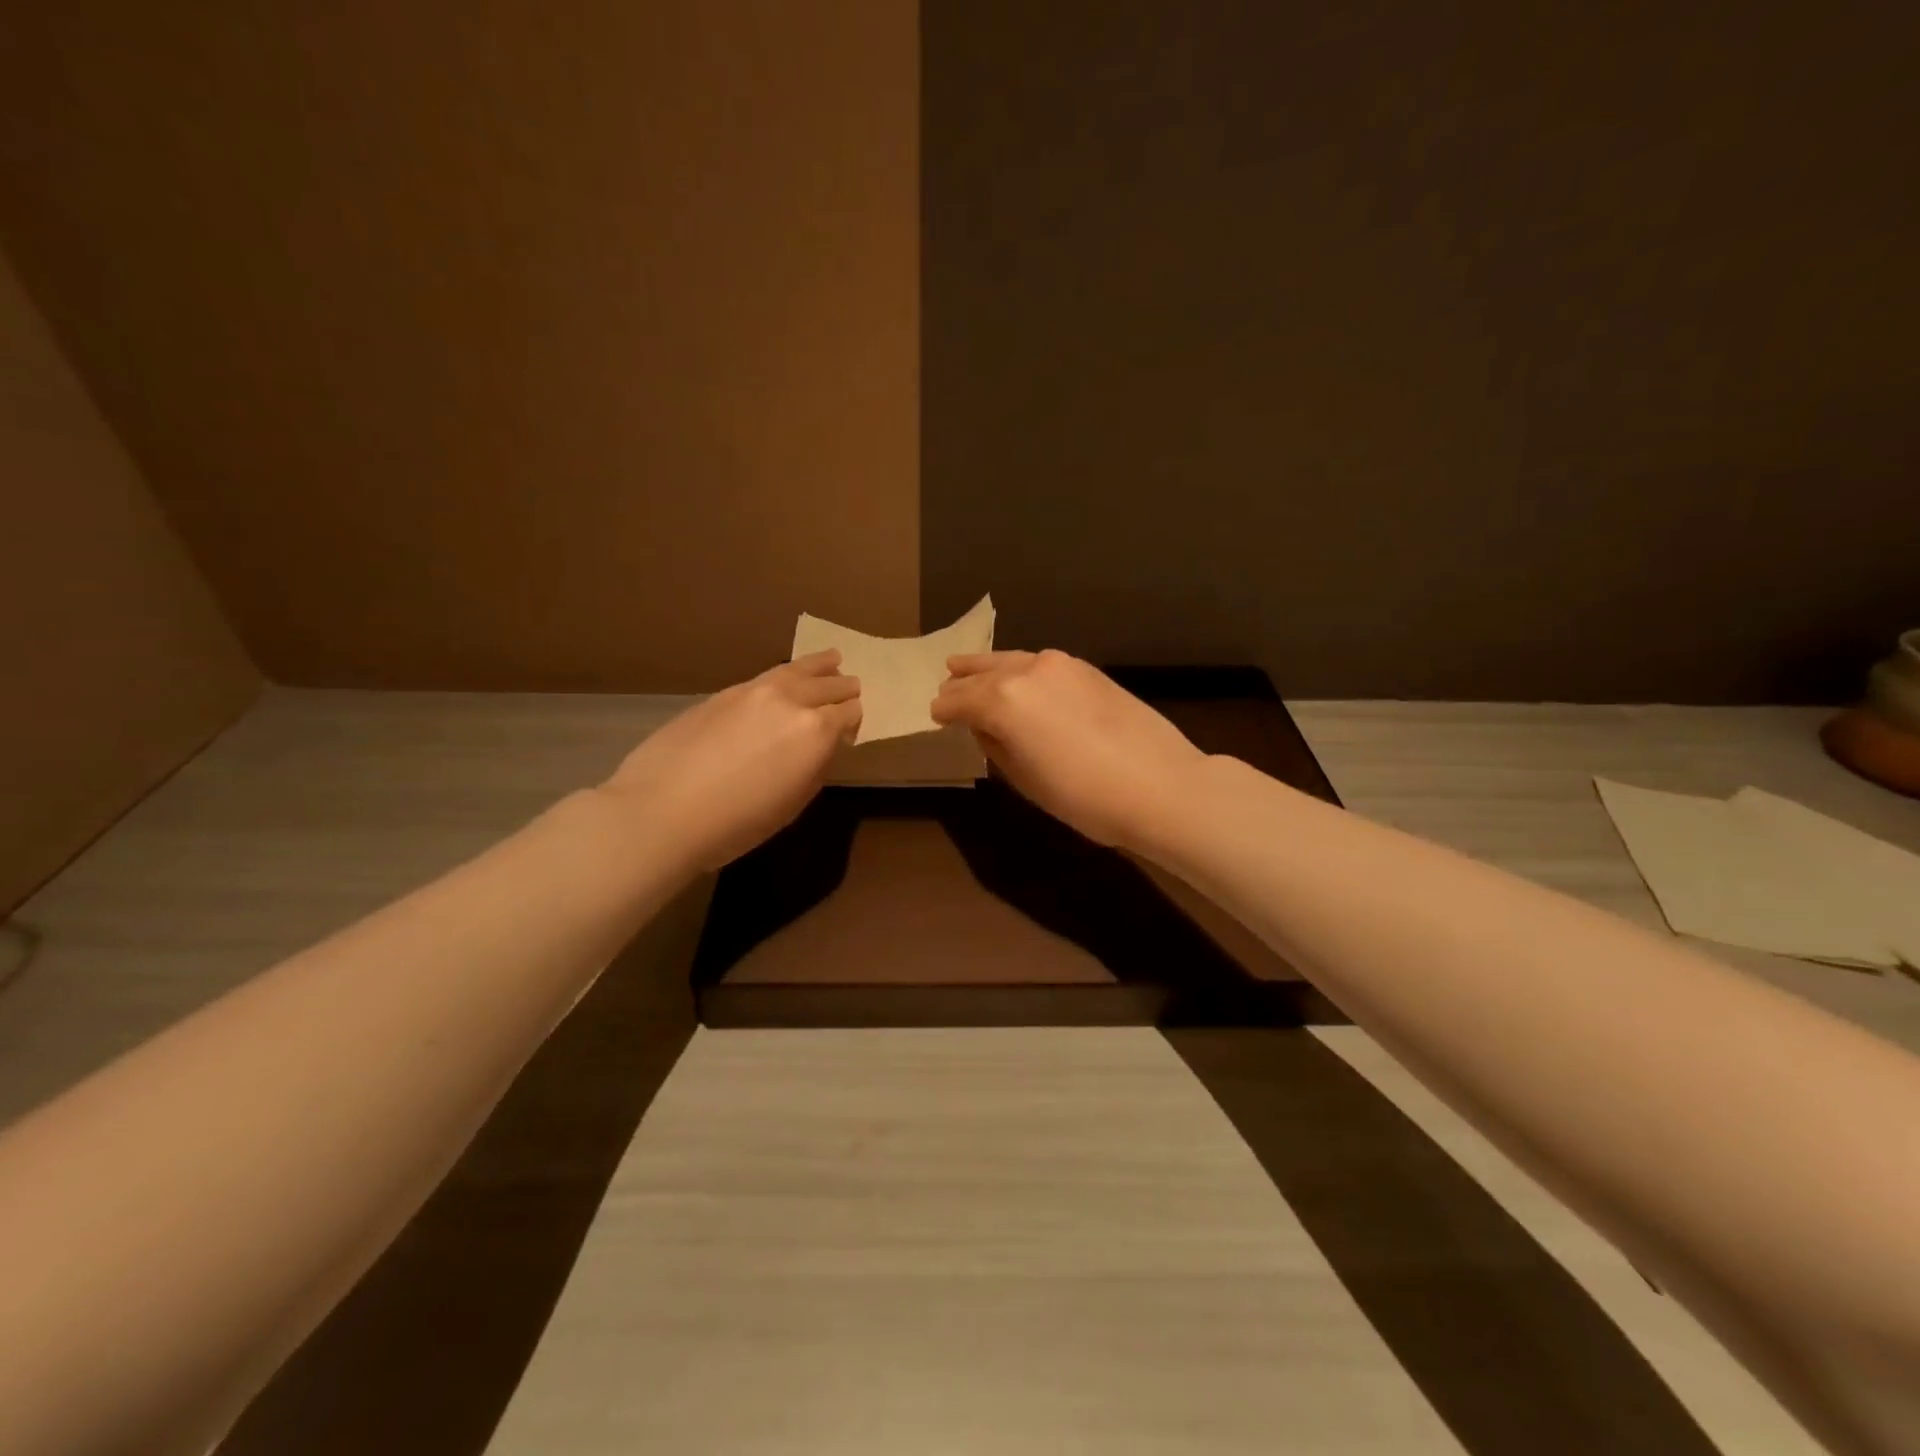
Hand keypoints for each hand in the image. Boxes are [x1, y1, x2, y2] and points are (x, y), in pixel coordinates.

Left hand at [600, 650, 859, 871]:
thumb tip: (822, 748)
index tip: (852, 729)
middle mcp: (791, 700)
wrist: (662, 810)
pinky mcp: (725, 692)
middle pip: (829, 686)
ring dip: (819, 666)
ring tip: (833, 660)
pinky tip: (786, 677)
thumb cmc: (736, 823)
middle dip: (843, 689)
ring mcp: (755, 691)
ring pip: (798, 669)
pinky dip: (787, 673)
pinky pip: (769, 676)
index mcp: (816, 732)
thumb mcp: (792, 804)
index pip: (849, 714)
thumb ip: (814, 768)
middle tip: (853, 688)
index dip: (854, 721)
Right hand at [931, 649, 1208, 847]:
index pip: (959, 701)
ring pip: (1010, 660)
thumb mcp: (1026, 781)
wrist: (1161, 785)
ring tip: (968, 668)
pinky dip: (1019, 668)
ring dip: (987, 667)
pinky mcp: (1086, 669)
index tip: (934, 716)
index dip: (944, 710)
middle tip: (945, 688)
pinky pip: (1038, 663)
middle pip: (982, 673)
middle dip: (961, 683)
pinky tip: (1018, 678)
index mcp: (1002, 701)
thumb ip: (996, 747)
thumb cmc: (1085, 796)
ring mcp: (1060, 665)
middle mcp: (1026, 671)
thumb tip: (983, 728)